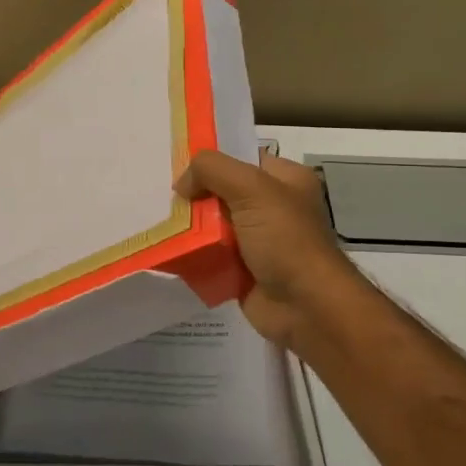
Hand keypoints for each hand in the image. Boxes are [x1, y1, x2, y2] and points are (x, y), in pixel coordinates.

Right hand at [176, 150, 368, 354]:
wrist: (307, 307)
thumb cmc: (286, 240)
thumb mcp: (253, 190)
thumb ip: (213, 171)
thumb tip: (182, 183)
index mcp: (286, 180)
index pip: (243, 158)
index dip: (212, 159)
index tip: (178, 165)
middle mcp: (273, 207)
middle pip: (224, 192)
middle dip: (195, 195)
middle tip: (163, 197)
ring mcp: (259, 241)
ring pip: (214, 226)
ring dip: (190, 228)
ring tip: (158, 222)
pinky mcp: (244, 270)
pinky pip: (211, 256)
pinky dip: (193, 255)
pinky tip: (168, 250)